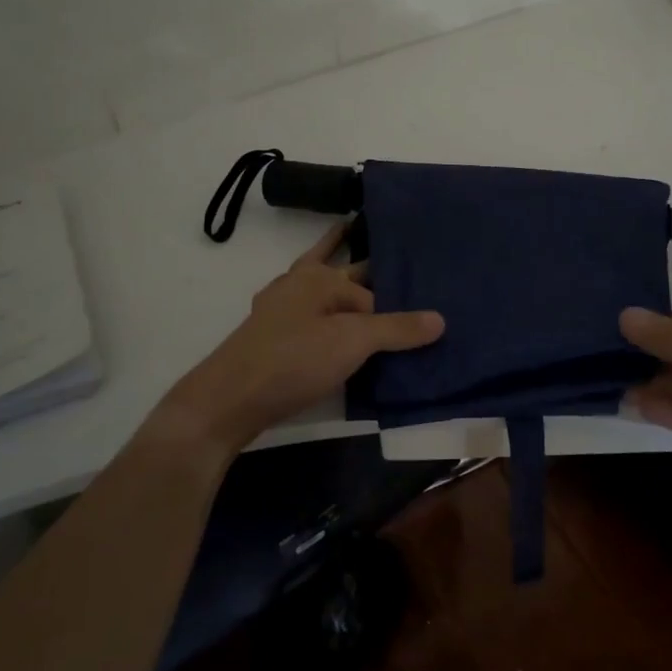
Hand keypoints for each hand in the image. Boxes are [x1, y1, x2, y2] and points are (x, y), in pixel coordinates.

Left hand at [154, 221, 444, 456]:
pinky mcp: (273, 338)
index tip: (421, 295)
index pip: (371, 287)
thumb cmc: (294, 359)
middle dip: (369, 270)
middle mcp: (299, 285)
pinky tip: (335, 341)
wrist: (230, 400)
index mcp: (319, 276)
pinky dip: (327, 323)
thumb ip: (397, 329)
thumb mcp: (353, 341)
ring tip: (376, 306)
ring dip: (346, 296)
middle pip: (344, 273)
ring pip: (324, 294)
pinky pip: (310, 320)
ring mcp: (281, 311)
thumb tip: (441, 318)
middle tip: (405, 278)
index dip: (395, 300)